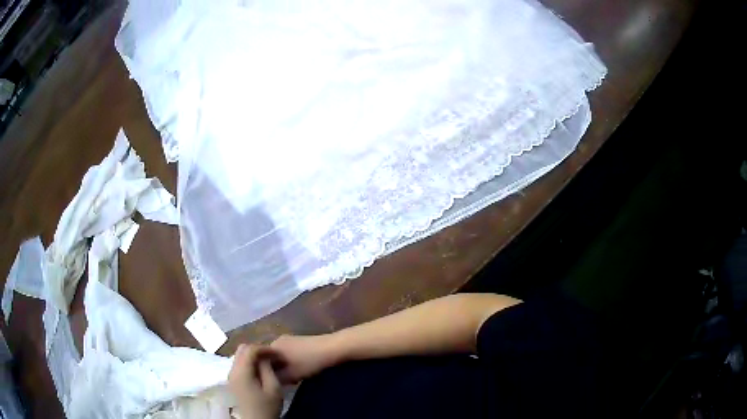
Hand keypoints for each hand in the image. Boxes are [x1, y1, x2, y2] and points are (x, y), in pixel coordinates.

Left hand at [228, 344, 281, 418]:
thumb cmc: (267, 406)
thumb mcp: (273, 388)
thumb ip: (267, 369)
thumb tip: (265, 357)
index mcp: (241, 372)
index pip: (250, 350)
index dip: (264, 348)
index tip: (277, 354)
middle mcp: (232, 370)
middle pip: (242, 349)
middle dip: (257, 349)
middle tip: (272, 356)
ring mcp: (231, 375)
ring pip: (239, 355)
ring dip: (253, 355)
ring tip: (268, 362)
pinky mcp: (233, 380)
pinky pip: (239, 363)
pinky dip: (249, 361)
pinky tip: (260, 369)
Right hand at [270, 334, 339, 383]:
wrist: (332, 348)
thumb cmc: (310, 362)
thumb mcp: (291, 375)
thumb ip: (276, 378)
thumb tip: (267, 380)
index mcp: (273, 346)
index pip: (261, 361)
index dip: (267, 373)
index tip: (274, 382)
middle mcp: (277, 340)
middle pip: (271, 359)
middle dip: (277, 370)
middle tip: (287, 381)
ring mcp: (289, 339)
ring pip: (281, 357)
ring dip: (286, 368)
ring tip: (295, 377)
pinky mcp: (299, 340)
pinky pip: (289, 354)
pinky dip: (292, 362)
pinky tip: (302, 370)